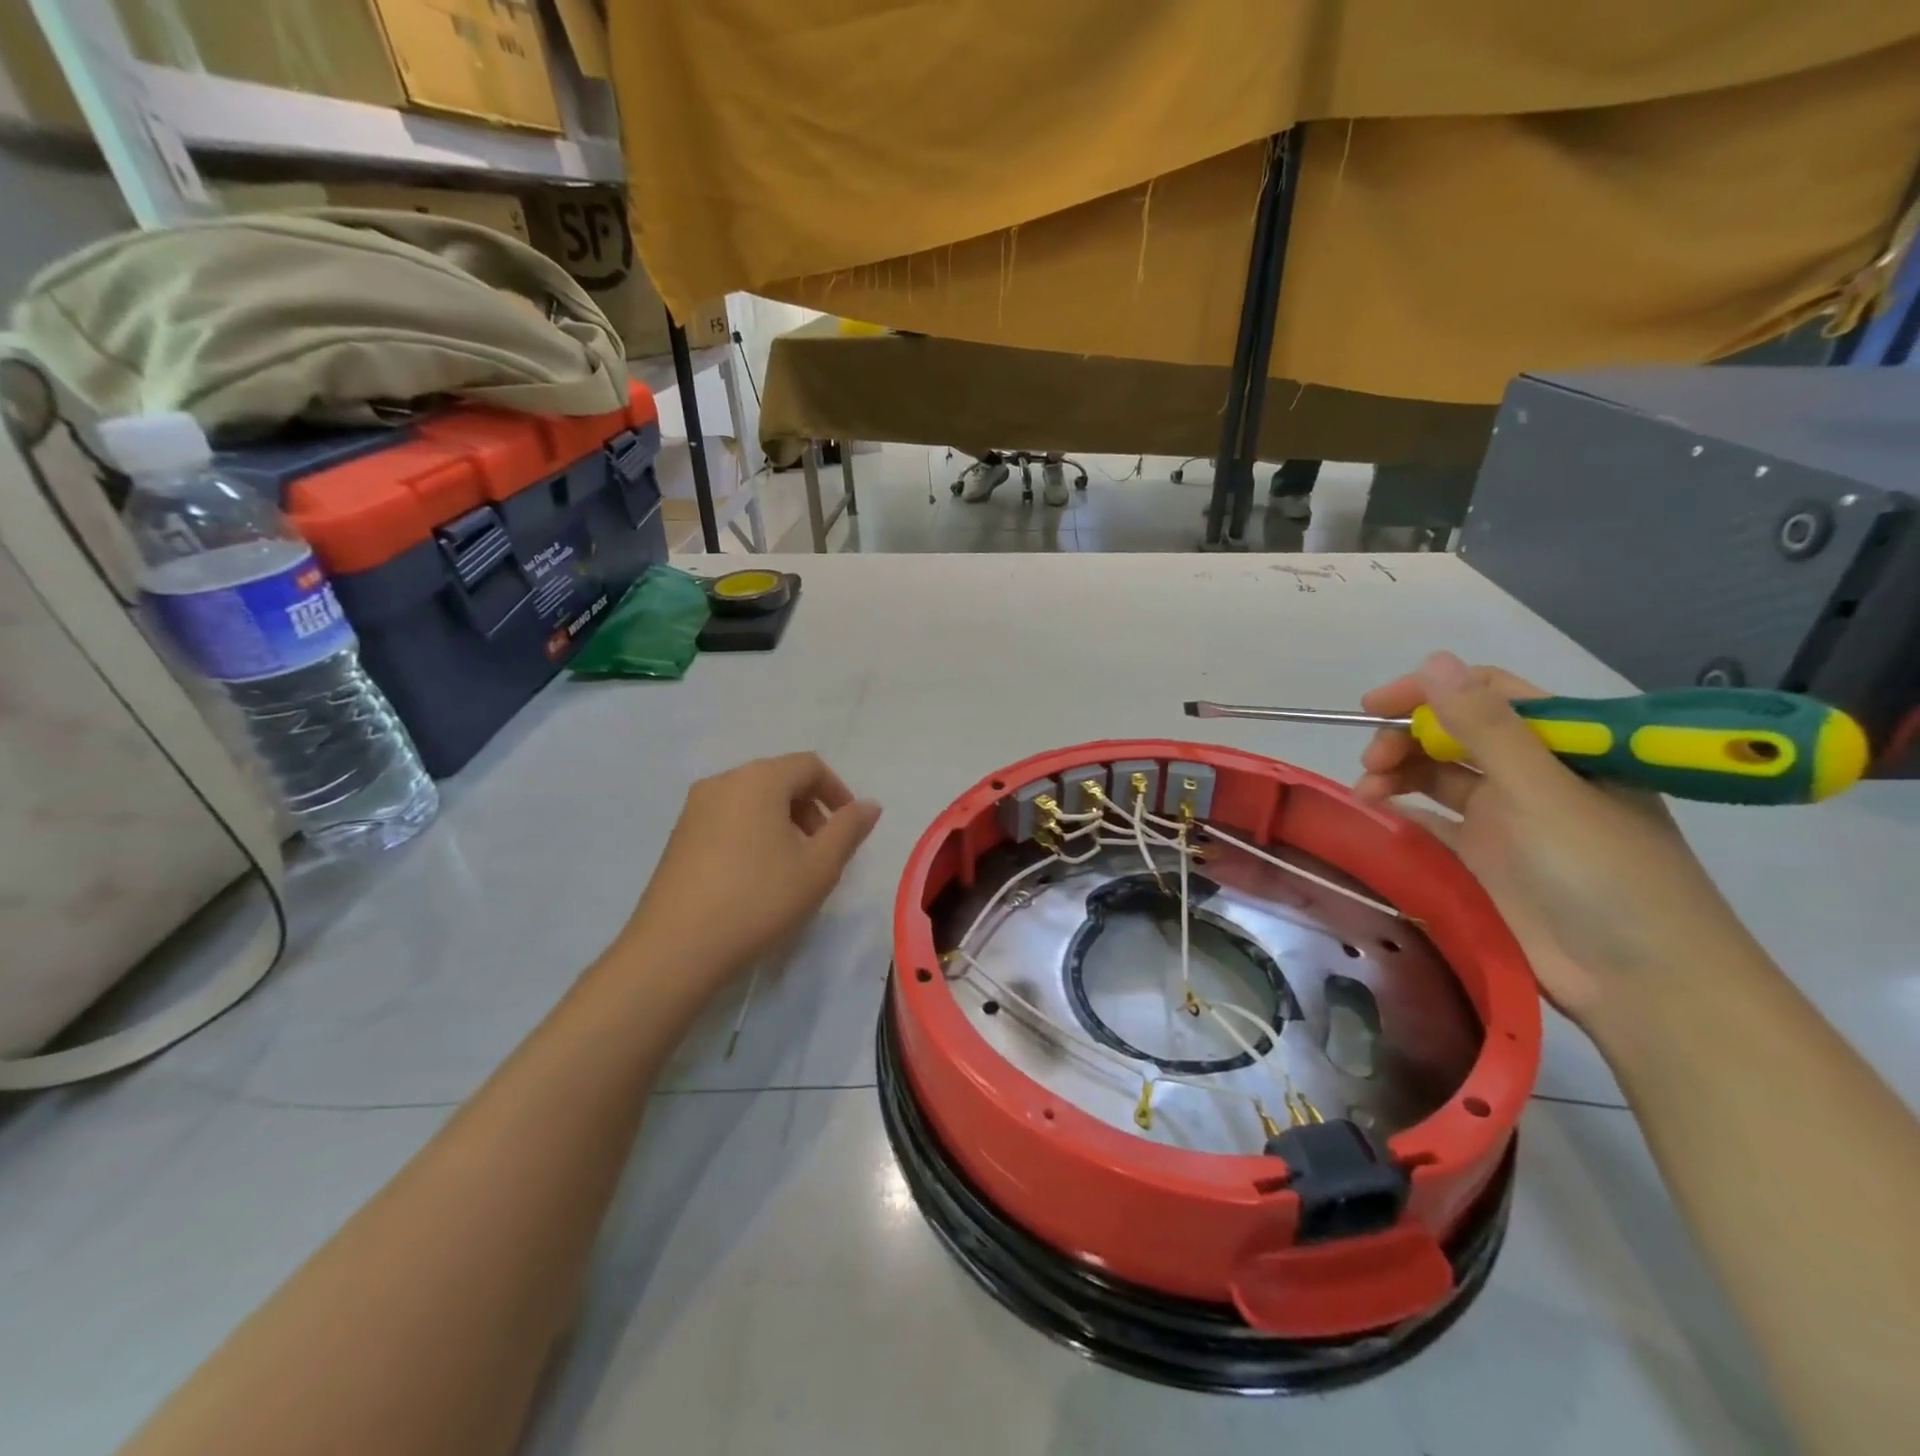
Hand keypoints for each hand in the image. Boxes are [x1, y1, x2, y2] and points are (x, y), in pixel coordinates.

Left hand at [619, 753, 880, 1002]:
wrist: (676, 947)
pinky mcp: (678, 835)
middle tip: (822, 851)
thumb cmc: (758, 899)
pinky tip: (755, 876)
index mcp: (759, 779)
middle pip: (779, 778)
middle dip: (810, 808)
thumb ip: (849, 829)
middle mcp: (724, 781)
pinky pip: (728, 818)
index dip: (837, 791)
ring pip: (752, 799)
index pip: (809, 765)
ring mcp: (695, 808)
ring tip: (791, 866)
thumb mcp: (819, 867)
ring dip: (782, 822)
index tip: (849, 828)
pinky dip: (752, 832)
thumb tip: (869, 804)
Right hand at [1352, 652, 1758, 1024]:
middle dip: (1406, 739)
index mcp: (1564, 747)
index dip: (1430, 692)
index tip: (1373, 706)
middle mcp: (1534, 776)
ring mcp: (1508, 821)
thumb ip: (1485, 728)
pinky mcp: (1485, 862)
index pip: (1489, 695)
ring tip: (1367, 792)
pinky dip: (1403, 816)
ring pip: (1438, 777)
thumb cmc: (1605, 875)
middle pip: (1455, 736)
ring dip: (1399, 775)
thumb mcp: (1544, 792)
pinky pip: (1433, 825)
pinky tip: (1378, 820)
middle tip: (1371, 762)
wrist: (1642, 986)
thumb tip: (1434, 659)